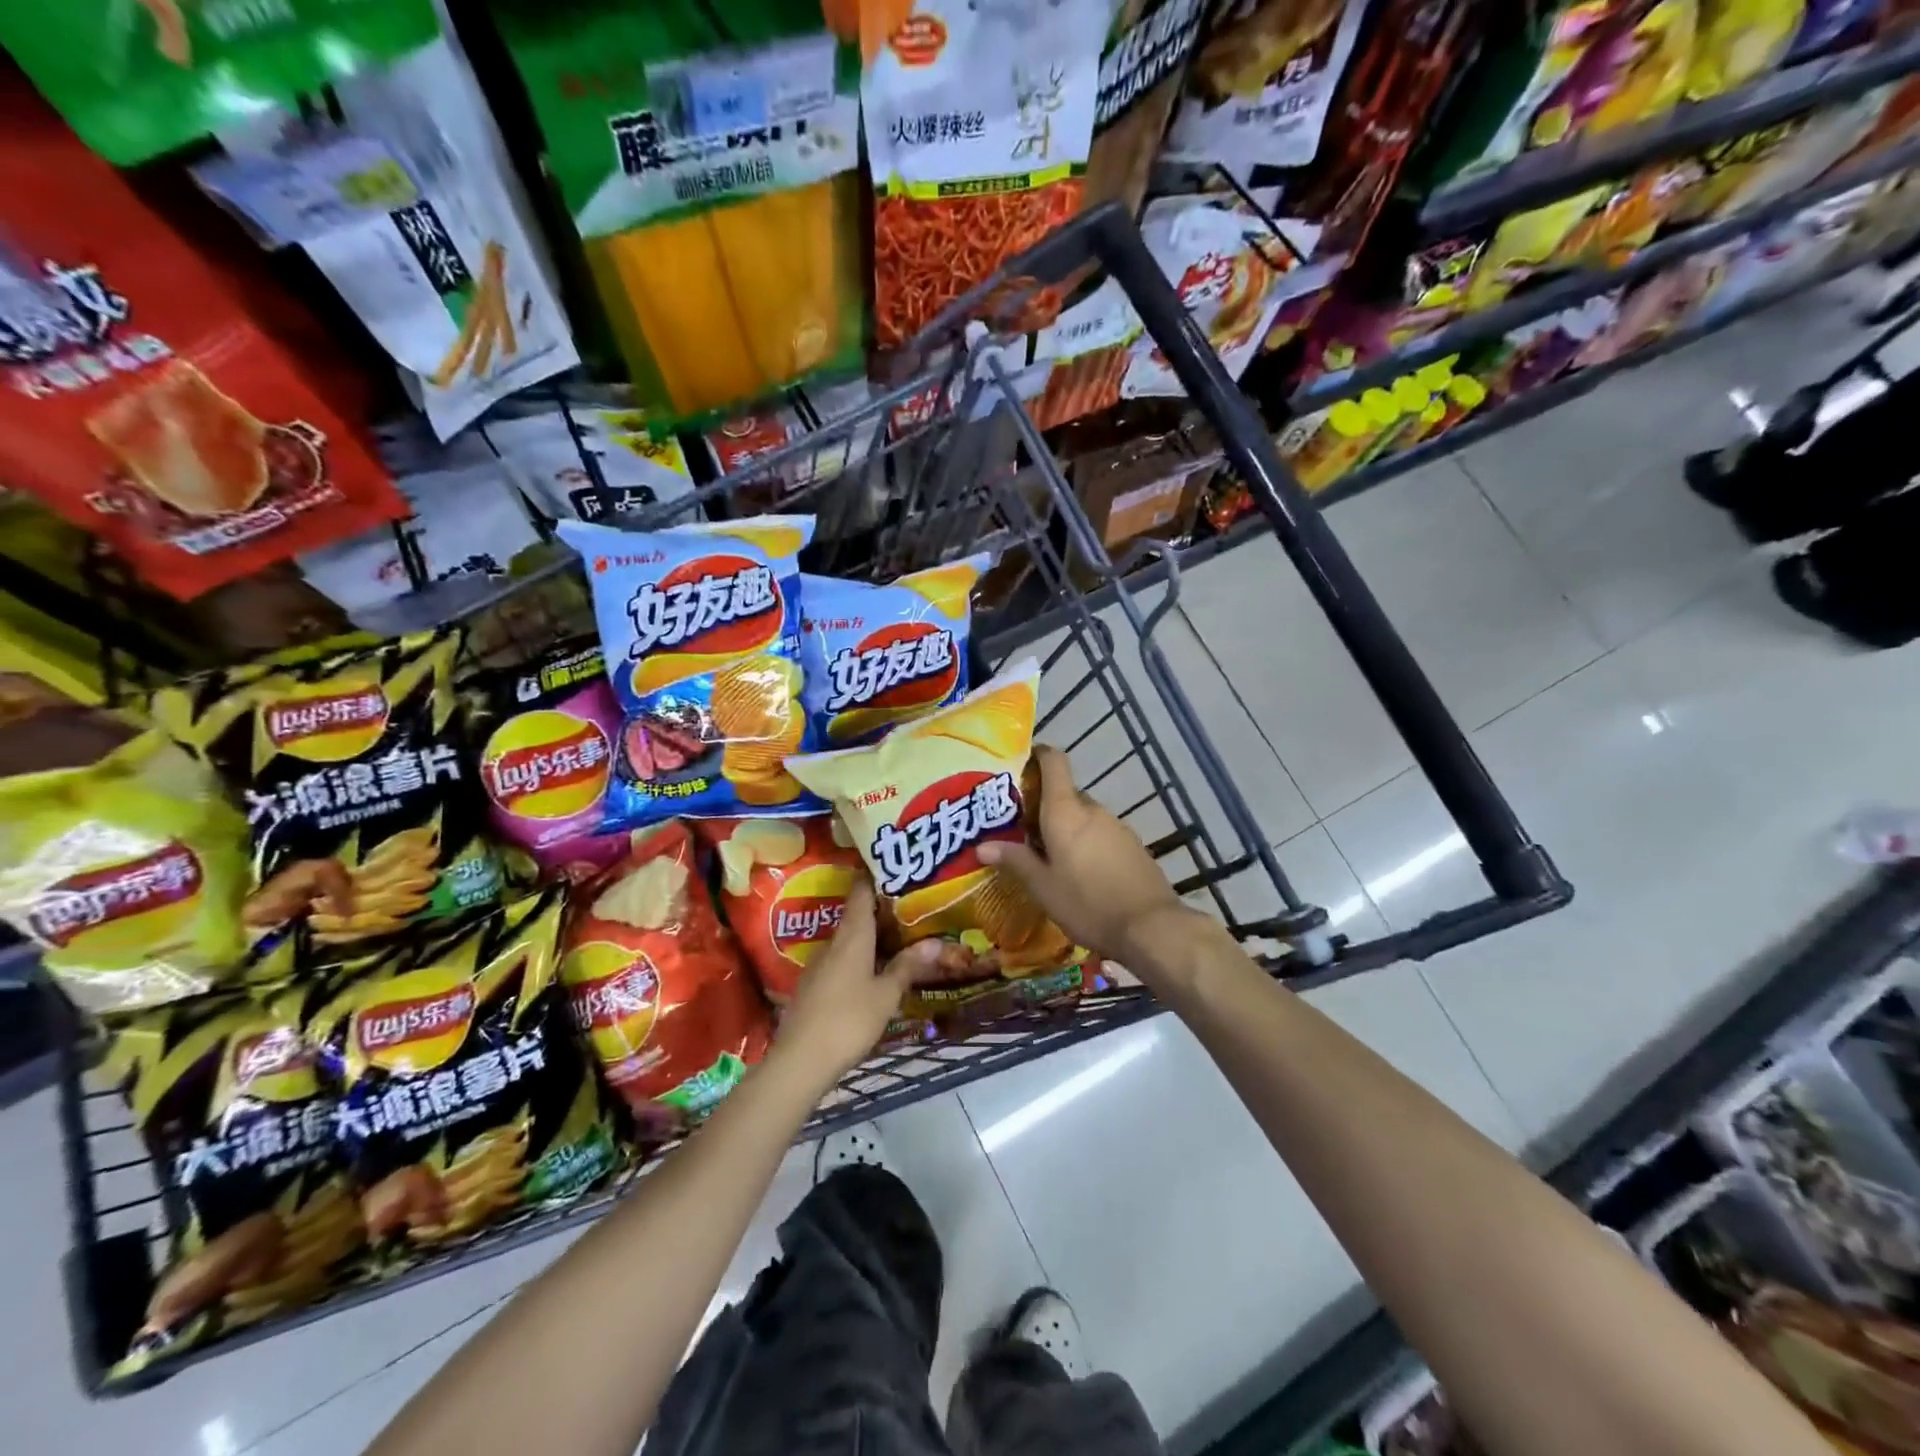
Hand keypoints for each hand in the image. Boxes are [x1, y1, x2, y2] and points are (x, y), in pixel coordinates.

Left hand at [774, 878, 940, 1087]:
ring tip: (898, 937)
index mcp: (852, 936)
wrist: (800, 1061)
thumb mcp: (886, 995)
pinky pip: (840, 961)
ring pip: (848, 940)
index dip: (875, 876)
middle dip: (880, 909)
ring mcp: (819, 965)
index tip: (893, 867)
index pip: (861, 892)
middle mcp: (833, 943)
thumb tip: (936, 942)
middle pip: (856, 916)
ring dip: (870, 936)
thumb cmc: (848, 1020)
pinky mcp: (812, 986)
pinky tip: (873, 971)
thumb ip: (908, 966)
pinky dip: (858, 958)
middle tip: (909, 906)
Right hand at [977, 745, 1194, 969]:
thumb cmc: (1087, 903)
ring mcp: (1117, 827)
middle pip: (1066, 794)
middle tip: (1024, 830)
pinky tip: (1082, 873)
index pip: (1054, 763)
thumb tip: (982, 846)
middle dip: (1045, 807)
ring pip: (1084, 817)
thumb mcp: (1043, 887)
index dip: (1039, 755)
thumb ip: (1015, 861)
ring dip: (1067, 828)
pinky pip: (1102, 834)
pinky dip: (1088, 843)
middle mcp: (1092, 810)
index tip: (1023, 763)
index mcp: (1065, 812)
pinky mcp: (1133, 846)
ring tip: (1050, 856)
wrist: (1150, 927)